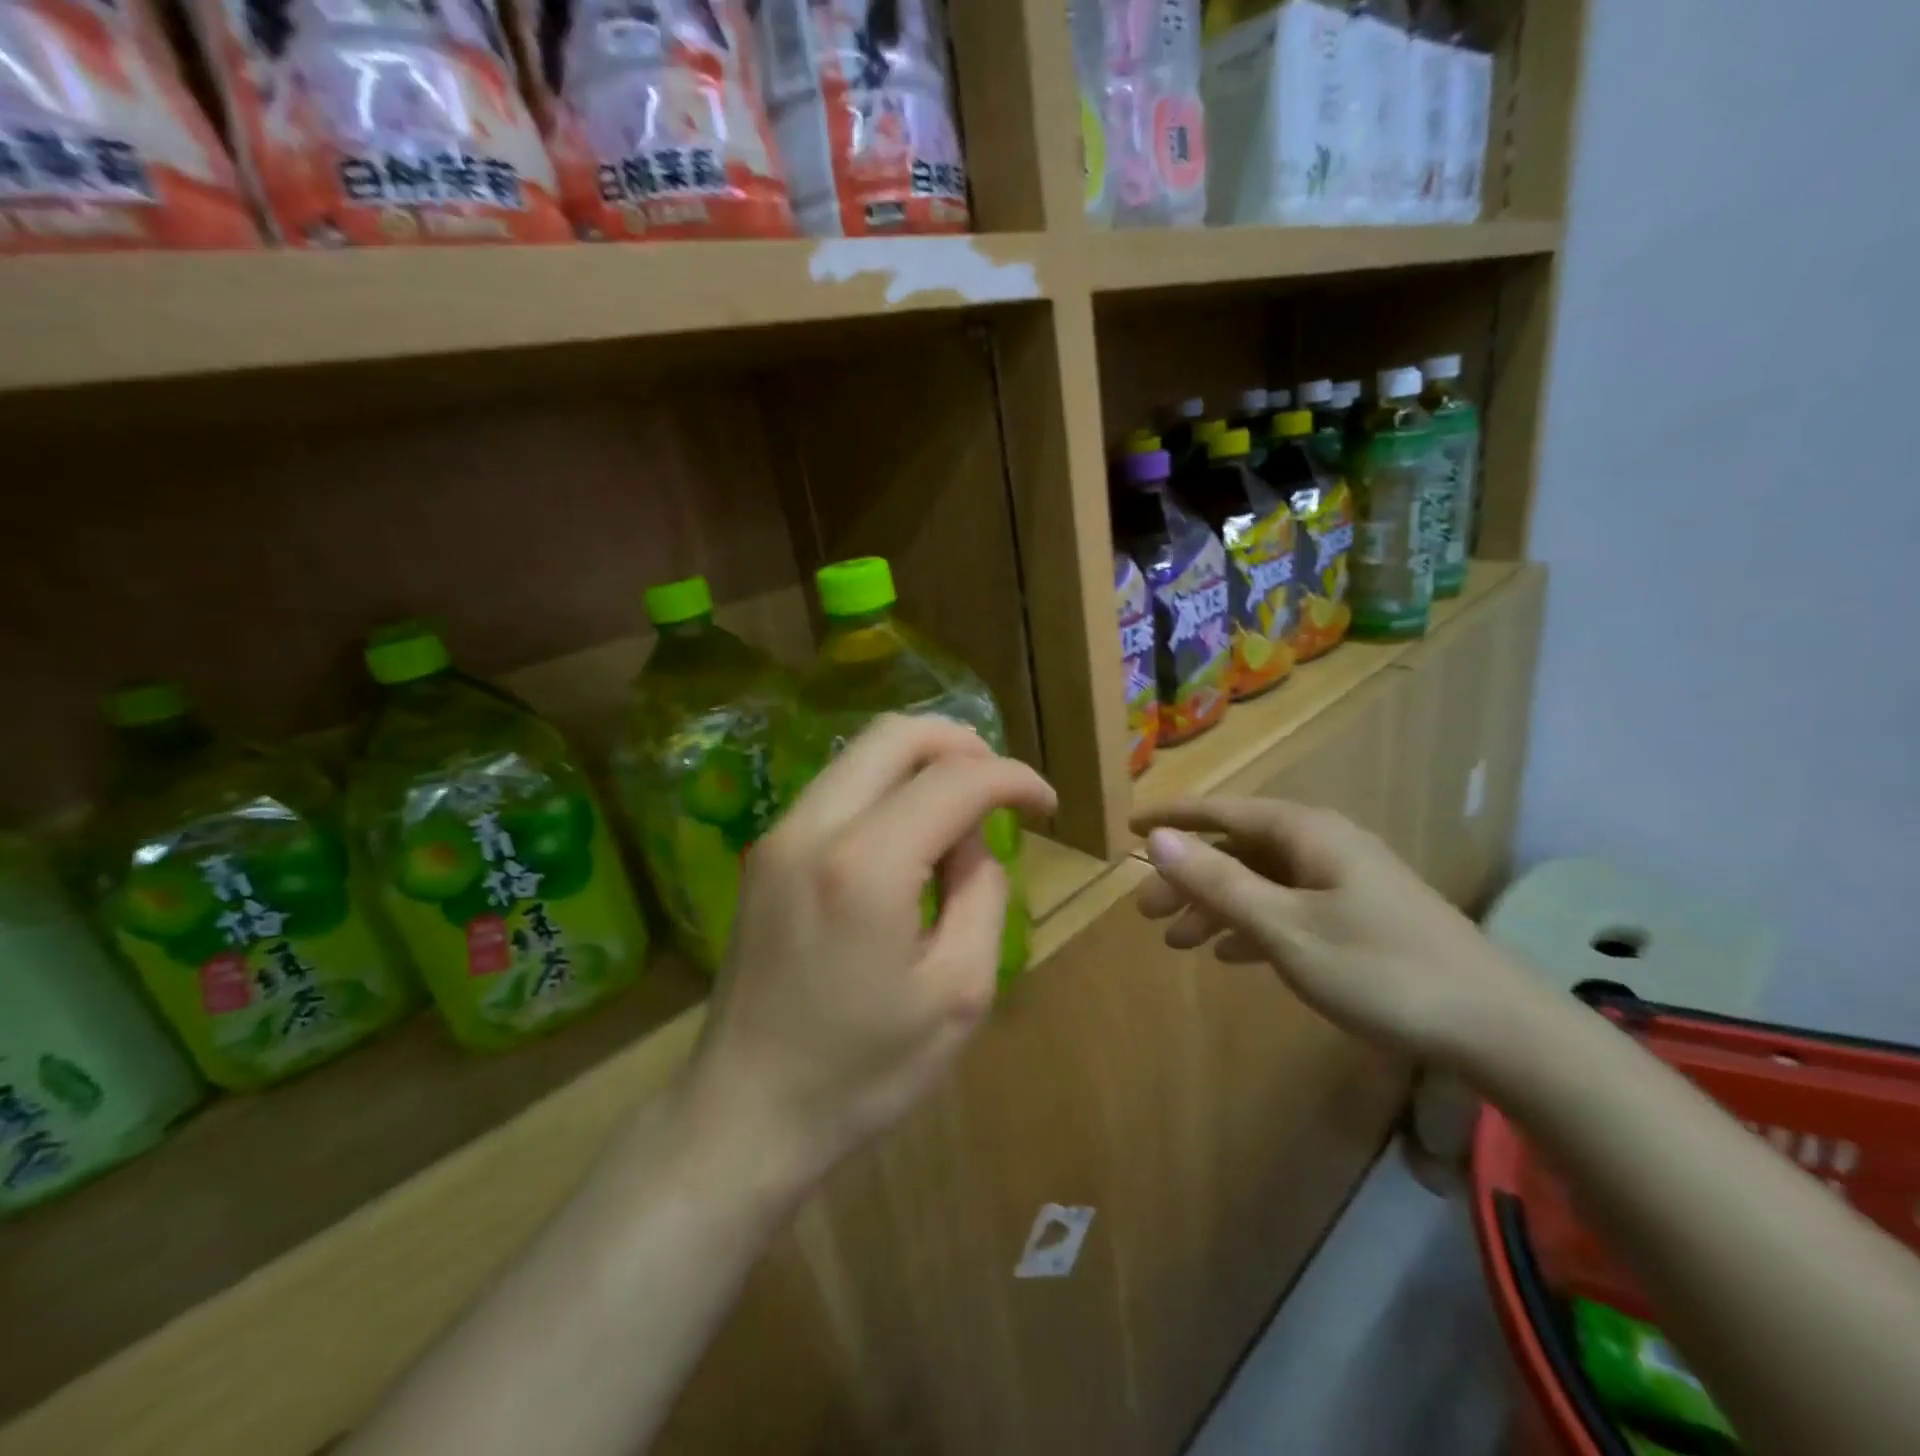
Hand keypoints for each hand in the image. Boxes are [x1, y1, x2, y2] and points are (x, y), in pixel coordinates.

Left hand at [683, 714, 1055, 1193]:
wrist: (744, 1113)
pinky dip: (886, 788)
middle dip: (964, 744)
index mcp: (865, 865)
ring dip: (922, 763)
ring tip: (963, 812)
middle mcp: (813, 828)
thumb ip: (981, 894)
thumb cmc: (861, 1070)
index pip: (955, 779)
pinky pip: (837, 787)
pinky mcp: (765, 853)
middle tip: (1002, 788)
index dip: (1012, 778)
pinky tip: (911, 836)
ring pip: (861, 753)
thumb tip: (973, 839)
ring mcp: (778, 835)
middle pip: (896, 734)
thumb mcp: (958, 992)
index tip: (1046, 804)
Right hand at [1131, 798, 1537, 1064]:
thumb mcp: (1284, 927)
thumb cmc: (1379, 969)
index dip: (1172, 819)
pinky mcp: (1359, 915)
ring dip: (1216, 906)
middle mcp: (1323, 845)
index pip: (1221, 812)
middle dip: (1188, 878)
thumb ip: (1217, 882)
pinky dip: (1252, 925)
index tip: (1128, 827)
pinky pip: (1288, 907)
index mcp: (1305, 833)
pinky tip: (1230, 954)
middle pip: (1237, 850)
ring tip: (1177, 940)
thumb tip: (1157, 839)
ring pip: (1261, 882)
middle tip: (1147, 913)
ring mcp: (1344, 880)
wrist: (1496, 1027)